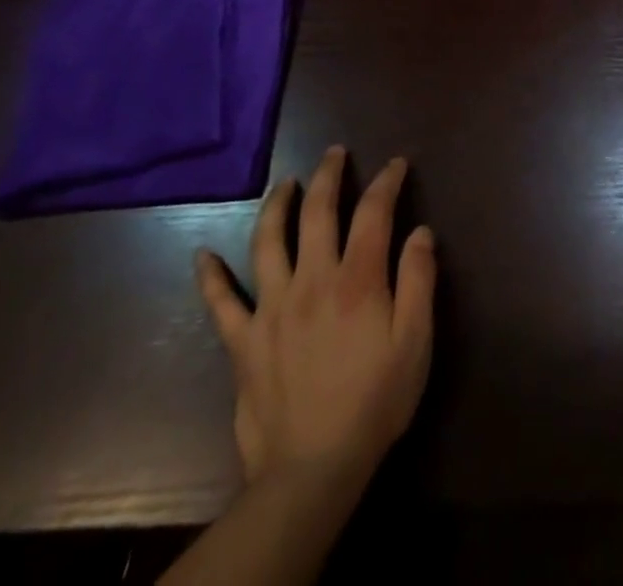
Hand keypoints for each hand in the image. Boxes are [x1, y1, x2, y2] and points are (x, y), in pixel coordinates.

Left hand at [196, 149, 435, 486]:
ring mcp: (271, 308)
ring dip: (276, 205)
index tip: (396, 165)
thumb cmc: (375, 400)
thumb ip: (419, 280)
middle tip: (334, 153)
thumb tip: (420, 231)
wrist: (313, 469)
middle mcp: (312, 281)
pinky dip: (209, 276)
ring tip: (285, 182)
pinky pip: (220, 303)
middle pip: (317, 213)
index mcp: (357, 279)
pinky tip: (201, 256)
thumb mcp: (416, 340)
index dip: (386, 181)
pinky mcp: (243, 341)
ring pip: (268, 241)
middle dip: (328, 175)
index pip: (373, 212)